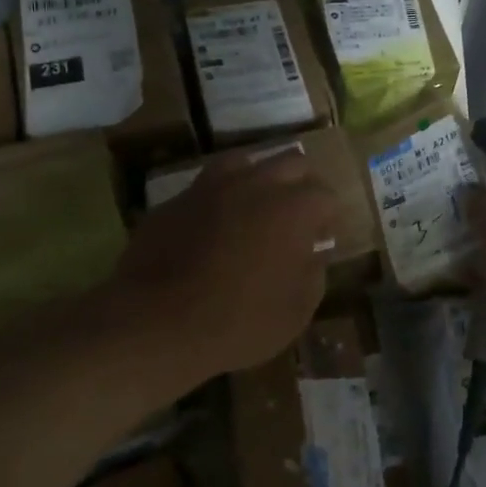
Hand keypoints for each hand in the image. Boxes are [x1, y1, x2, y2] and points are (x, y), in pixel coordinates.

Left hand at [115, 152, 339, 378]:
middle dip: (301, 184)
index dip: (328, 216)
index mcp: (292, 208)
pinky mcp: (174, 200)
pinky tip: (214, 225)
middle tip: (297, 215)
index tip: (322, 238)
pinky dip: (219, 198)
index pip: (325, 195)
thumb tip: (314, 252)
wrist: (157, 324)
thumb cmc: (239, 323)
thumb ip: (314, 273)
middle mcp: (255, 184)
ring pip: (244, 162)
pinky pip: (206, 187)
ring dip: (258, 178)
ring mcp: (209, 187)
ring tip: (256, 207)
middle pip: (290, 163)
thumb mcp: (296, 311)